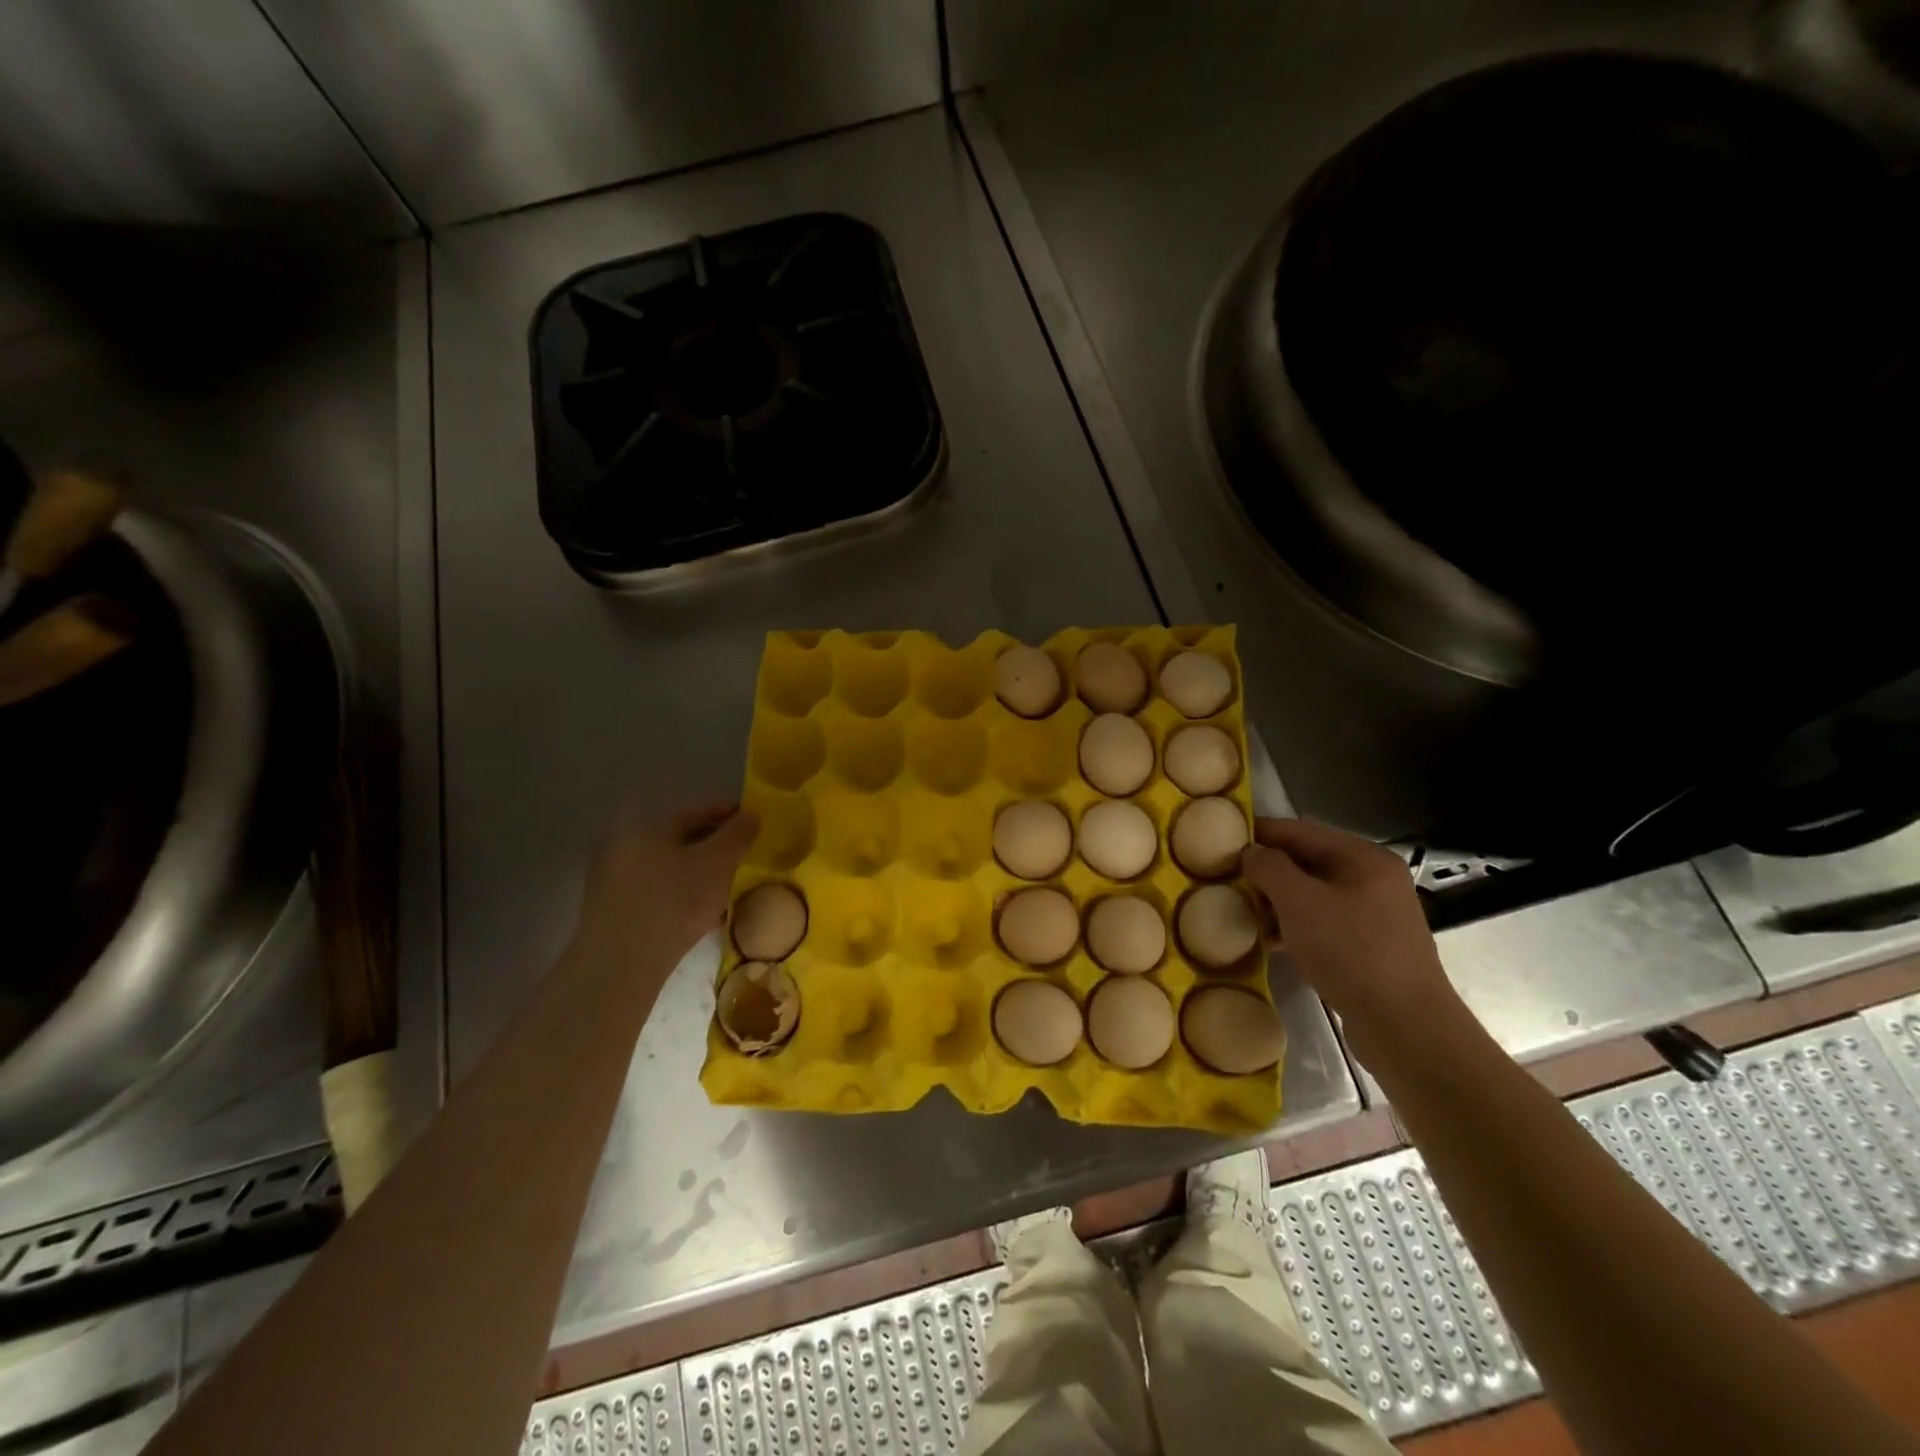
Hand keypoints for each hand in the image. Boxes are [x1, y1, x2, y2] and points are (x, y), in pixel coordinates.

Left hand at [571, 801, 758, 971]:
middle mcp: (624, 844)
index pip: (697, 809)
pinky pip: (658, 891)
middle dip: (717, 845)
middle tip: (745, 857)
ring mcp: (614, 879)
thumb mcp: (717, 864)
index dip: (730, 813)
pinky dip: (684, 894)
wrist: (621, 966)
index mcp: (647, 826)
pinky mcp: (613, 910)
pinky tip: (705, 914)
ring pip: (671, 866)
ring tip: (730, 888)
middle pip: (682, 837)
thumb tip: (750, 815)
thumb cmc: (674, 903)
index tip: (756, 824)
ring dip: (701, 872)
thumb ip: (737, 835)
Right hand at [1240, 817, 1471, 1063]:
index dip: (1260, 831)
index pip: (1301, 831)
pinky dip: (1292, 925)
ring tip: (1238, 907)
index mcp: (1364, 858)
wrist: (1405, 1027)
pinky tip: (1265, 939)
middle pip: (1307, 862)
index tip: (1221, 837)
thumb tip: (1250, 852)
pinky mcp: (1367, 948)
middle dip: (1266, 869)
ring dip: (1275, 900)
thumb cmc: (1351, 952)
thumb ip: (1270, 868)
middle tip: (1225, 876)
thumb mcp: (1300, 902)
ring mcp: (1372, 916)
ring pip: (1312, 895)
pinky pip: (1321, 924)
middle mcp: (1372, 881)